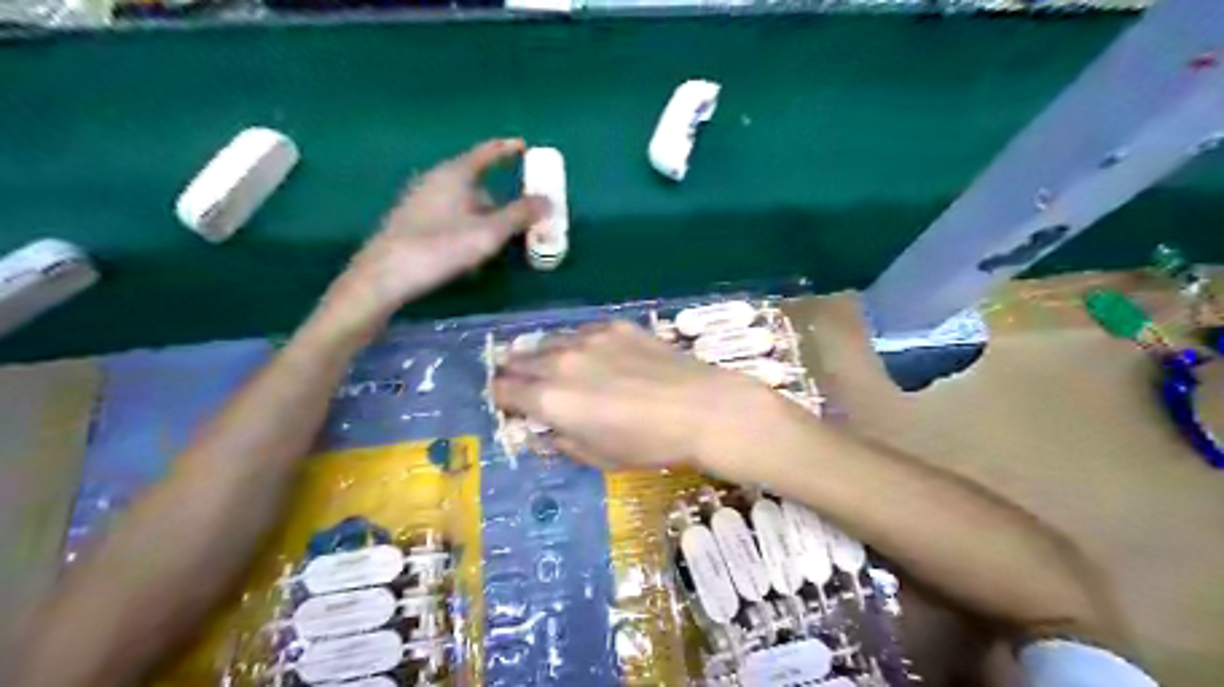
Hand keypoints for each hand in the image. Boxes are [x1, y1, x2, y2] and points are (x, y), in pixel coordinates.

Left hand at [319, 137, 544, 329]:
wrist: (385, 275)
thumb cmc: (441, 247)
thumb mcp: (489, 233)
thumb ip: (521, 215)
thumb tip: (548, 201)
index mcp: (455, 174)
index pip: (487, 153)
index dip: (507, 149)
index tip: (524, 145)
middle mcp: (435, 180)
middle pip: (476, 182)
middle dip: (499, 199)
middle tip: (518, 218)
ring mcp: (419, 200)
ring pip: (462, 203)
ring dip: (483, 218)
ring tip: (495, 244)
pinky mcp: (410, 222)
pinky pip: (448, 218)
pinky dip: (465, 228)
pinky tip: (467, 254)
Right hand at [492, 319, 789, 473]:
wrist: (701, 408)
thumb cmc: (649, 444)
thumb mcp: (599, 457)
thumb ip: (562, 443)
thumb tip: (545, 432)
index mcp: (550, 400)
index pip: (504, 391)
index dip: (502, 399)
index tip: (510, 405)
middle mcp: (561, 362)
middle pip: (518, 360)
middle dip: (514, 374)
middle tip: (524, 385)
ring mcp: (588, 338)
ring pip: (548, 341)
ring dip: (543, 355)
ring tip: (555, 367)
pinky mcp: (615, 326)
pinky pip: (581, 332)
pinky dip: (576, 344)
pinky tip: (593, 355)